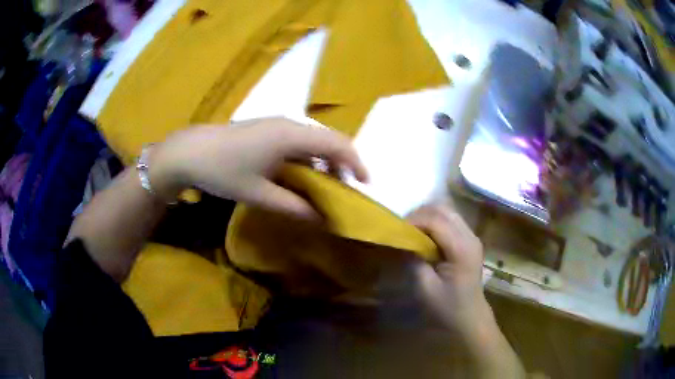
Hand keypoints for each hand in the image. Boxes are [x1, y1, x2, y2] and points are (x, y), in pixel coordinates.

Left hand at [149, 117, 367, 219]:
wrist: (190, 152)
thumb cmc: (224, 171)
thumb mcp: (260, 194)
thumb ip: (294, 206)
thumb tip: (321, 218)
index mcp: (292, 136)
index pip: (337, 143)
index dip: (356, 162)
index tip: (364, 184)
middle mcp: (289, 124)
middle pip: (328, 139)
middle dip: (341, 164)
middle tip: (343, 191)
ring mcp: (276, 124)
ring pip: (312, 140)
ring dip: (323, 162)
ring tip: (323, 187)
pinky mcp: (266, 128)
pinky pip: (297, 141)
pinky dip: (306, 158)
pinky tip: (298, 176)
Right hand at [406, 203, 489, 333]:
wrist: (470, 317)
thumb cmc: (447, 307)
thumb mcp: (425, 288)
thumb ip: (414, 261)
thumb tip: (403, 240)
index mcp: (461, 248)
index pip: (436, 220)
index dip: (414, 220)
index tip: (396, 230)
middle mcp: (470, 236)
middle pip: (443, 209)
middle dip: (419, 214)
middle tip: (402, 229)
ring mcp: (472, 236)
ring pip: (447, 211)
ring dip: (427, 216)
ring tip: (412, 231)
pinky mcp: (470, 240)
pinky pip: (451, 220)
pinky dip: (435, 221)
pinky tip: (425, 235)